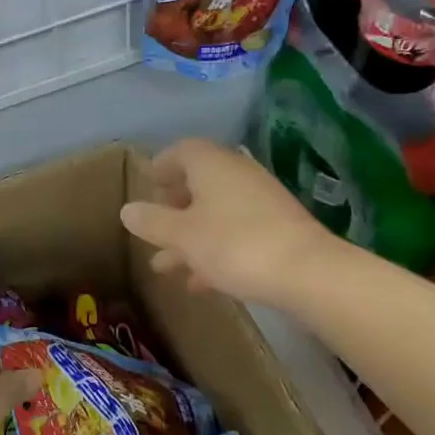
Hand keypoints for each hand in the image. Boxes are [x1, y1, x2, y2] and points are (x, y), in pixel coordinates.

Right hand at [119, 138, 328, 307]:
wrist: (307, 273)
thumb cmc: (234, 244)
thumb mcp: (182, 235)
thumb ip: (152, 221)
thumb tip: (128, 210)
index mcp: (212, 166)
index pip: (182, 151)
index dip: (161, 165)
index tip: (147, 184)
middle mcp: (237, 175)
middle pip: (199, 183)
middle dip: (173, 208)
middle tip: (153, 227)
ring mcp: (261, 202)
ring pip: (215, 213)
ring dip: (189, 237)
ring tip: (164, 267)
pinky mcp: (277, 229)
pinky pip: (235, 233)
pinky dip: (213, 250)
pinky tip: (199, 283)